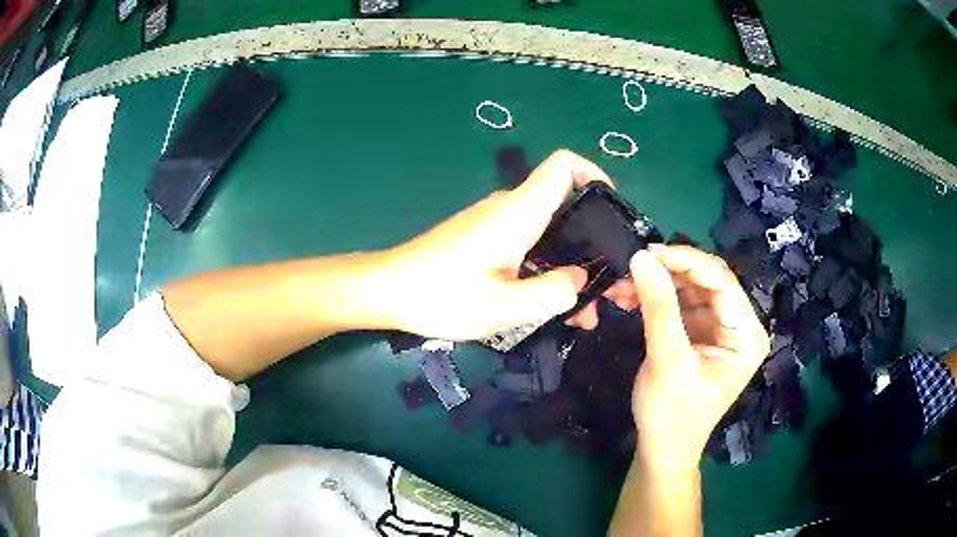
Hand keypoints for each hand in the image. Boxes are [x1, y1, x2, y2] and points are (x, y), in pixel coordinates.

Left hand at [382, 150, 612, 340]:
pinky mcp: (488, 241)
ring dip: (575, 265)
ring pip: (551, 233)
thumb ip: (552, 293)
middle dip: (596, 241)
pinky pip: (531, 246)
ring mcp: (499, 225)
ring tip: (588, 311)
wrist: (388, 291)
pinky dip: (551, 270)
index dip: (595, 175)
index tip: (614, 212)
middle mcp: (511, 210)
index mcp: (519, 213)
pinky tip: (555, 306)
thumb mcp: (504, 306)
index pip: (564, 166)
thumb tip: (580, 278)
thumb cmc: (441, 296)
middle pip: (567, 206)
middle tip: (613, 286)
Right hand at [629, 245, 769, 473]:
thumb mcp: (667, 361)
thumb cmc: (673, 415)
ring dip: (658, 283)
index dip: (685, 260)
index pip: (721, 281)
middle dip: (669, 271)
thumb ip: (658, 307)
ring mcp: (720, 327)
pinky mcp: (701, 332)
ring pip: (691, 288)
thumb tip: (640, 257)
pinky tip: (630, 296)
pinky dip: (656, 298)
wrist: (663, 450)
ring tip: (623, 283)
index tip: (646, 250)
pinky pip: (680, 303)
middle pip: (707, 280)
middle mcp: (740, 325)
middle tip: (632, 265)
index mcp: (747, 334)